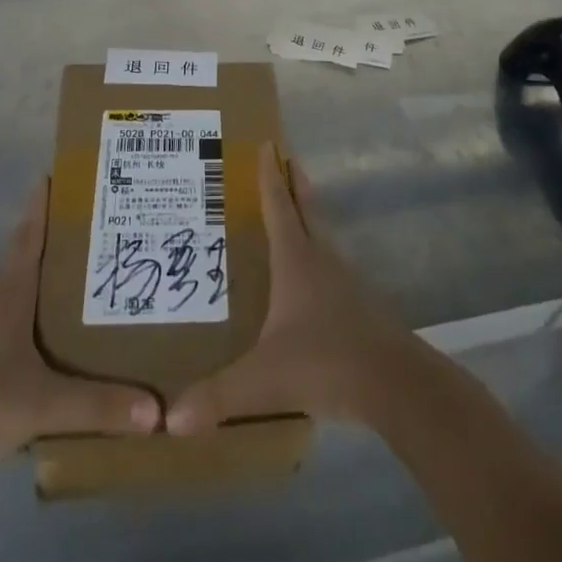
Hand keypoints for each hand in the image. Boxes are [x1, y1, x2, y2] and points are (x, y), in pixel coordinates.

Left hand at [0, 180, 159, 475]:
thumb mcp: (40, 404)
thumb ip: (96, 405)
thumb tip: (156, 411)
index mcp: (10, 293)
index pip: (30, 235)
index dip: (42, 205)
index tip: (53, 174)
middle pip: (25, 258)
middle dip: (54, 242)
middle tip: (92, 230)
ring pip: (16, 295)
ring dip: (42, 284)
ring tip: (80, 285)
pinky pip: (6, 329)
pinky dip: (29, 323)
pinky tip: (46, 345)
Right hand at [166, 144, 421, 434]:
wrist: (394, 382)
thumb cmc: (326, 362)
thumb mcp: (264, 379)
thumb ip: (218, 395)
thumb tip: (168, 419)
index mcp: (296, 260)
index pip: (279, 206)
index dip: (269, 176)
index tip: (268, 143)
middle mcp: (320, 259)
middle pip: (306, 208)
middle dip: (293, 180)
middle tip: (285, 154)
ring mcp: (343, 280)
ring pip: (321, 233)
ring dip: (307, 211)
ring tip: (295, 204)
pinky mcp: (358, 303)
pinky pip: (330, 262)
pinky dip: (316, 249)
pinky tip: (313, 270)